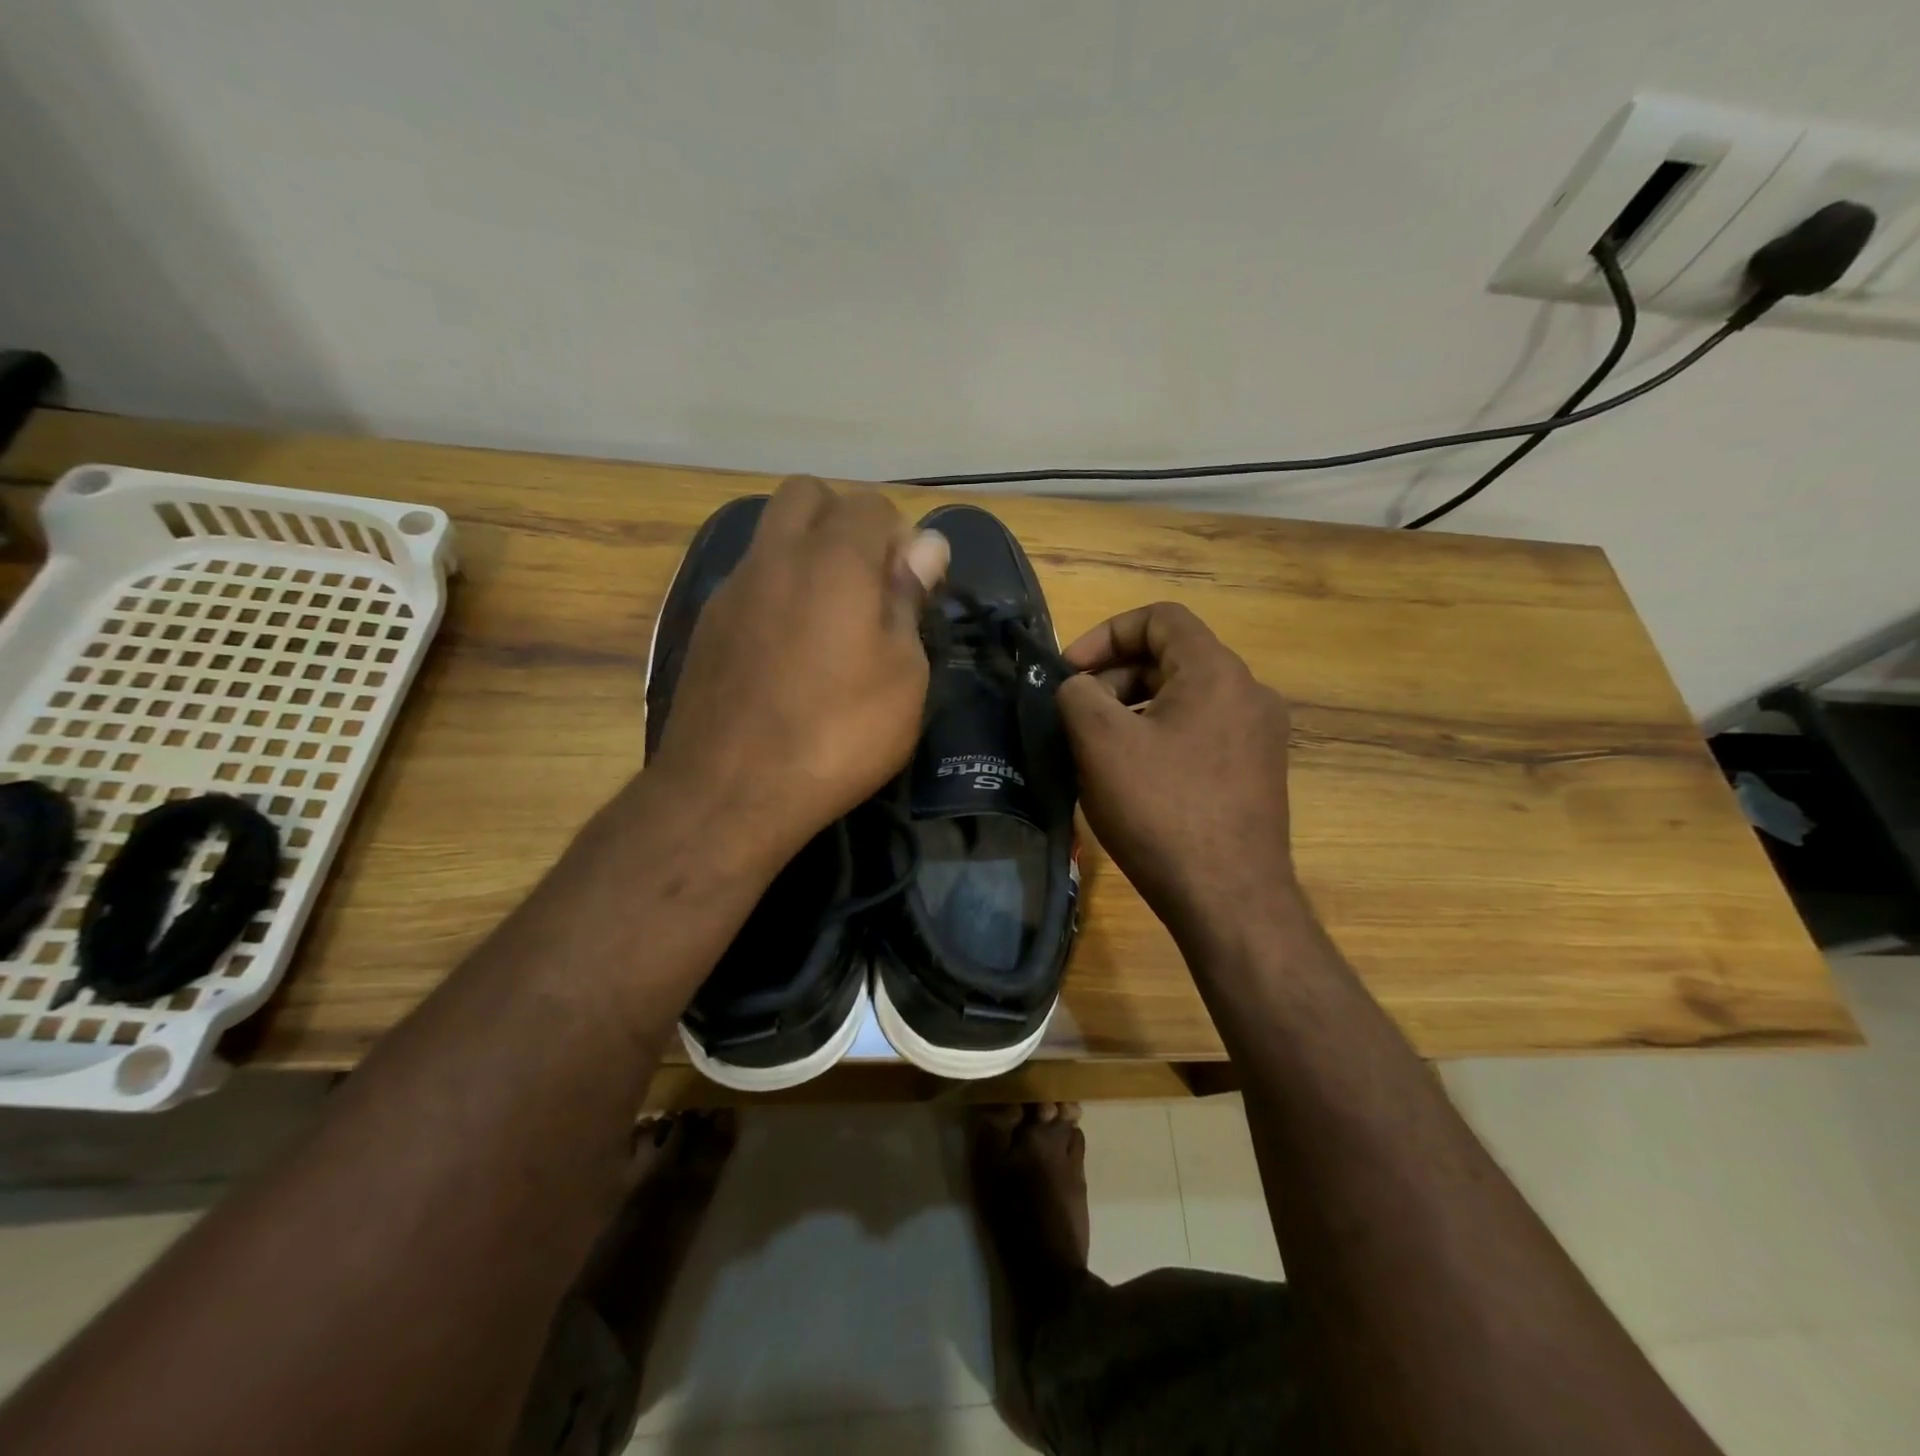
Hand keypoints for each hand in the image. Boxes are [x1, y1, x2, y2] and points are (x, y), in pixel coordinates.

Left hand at [646, 476, 948, 859]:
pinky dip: (778, 590)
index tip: (912, 587)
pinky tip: (791, 649)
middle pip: (808, 496)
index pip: (872, 505)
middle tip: (870, 583)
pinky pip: (750, 580)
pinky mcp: (707, 625)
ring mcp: (732, 588)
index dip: (900, 537)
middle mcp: (775, 556)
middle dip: (845, 522)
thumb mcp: (903, 676)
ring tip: (833, 619)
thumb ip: (909, 599)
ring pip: (772, 535)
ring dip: (808, 553)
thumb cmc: (837, 735)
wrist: (730, 791)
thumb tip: (925, 546)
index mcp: (833, 560)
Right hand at [1056, 603, 1300, 948]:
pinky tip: (1132, 777)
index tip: (1070, 673)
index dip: (1105, 633)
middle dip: (1114, 677)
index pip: (1160, 618)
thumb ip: (1077, 693)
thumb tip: (1078, 687)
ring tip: (1097, 748)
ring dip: (1134, 709)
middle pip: (1171, 658)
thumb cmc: (1162, 810)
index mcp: (1217, 672)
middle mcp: (1249, 694)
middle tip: (1076, 714)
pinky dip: (1160, 737)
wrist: (1229, 899)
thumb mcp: (1101, 742)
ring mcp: (1259, 737)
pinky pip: (1200, 734)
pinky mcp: (1256, 774)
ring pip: (1184, 699)